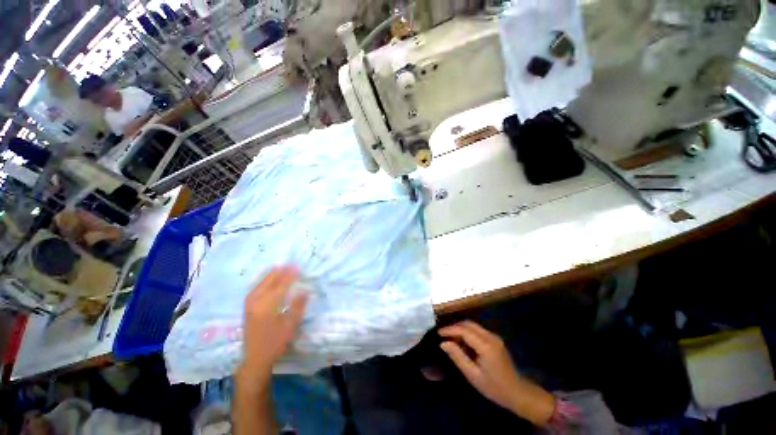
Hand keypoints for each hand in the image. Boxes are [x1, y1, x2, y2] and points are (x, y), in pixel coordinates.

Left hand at [237, 266, 307, 386]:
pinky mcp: (247, 307)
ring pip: (261, 283)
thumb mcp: (290, 326)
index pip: (281, 285)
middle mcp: (256, 301)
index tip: (298, 267)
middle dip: (281, 272)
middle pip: (269, 281)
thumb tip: (305, 290)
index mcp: (267, 306)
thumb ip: (298, 306)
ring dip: (272, 274)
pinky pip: (256, 287)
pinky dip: (264, 280)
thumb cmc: (275, 343)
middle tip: (291, 265)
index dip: (290, 275)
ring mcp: (249, 304)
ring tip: (281, 267)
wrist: (255, 359)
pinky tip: (268, 279)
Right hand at [439, 321, 554, 425]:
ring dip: (460, 329)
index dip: (450, 330)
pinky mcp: (495, 340)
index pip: (464, 330)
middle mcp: (491, 337)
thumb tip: (443, 343)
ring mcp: (494, 337)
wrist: (518, 393)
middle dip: (454, 327)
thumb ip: (458, 357)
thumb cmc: (494, 388)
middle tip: (443, 336)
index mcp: (486, 346)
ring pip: (473, 326)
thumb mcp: (473, 375)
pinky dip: (467, 333)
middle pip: (468, 324)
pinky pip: (478, 331)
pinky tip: (462, 343)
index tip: (438, 333)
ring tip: (450, 339)